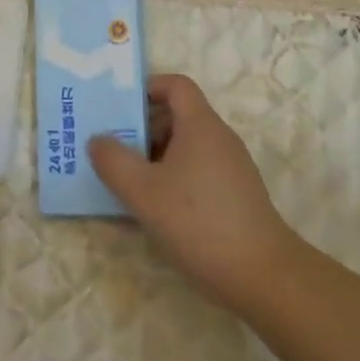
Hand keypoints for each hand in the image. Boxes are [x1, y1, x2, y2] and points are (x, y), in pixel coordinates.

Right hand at [89, 75, 299, 315]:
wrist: (262, 275)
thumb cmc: (199, 222)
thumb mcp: (144, 192)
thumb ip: (114, 161)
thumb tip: (97, 140)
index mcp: (200, 125)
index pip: (176, 85)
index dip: (147, 88)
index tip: (119, 108)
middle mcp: (219, 138)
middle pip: (177, 116)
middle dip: (142, 128)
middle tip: (112, 149)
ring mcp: (230, 167)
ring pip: (185, 146)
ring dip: (154, 157)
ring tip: (126, 181)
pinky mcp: (235, 194)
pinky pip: (197, 170)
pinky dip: (172, 178)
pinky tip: (155, 209)